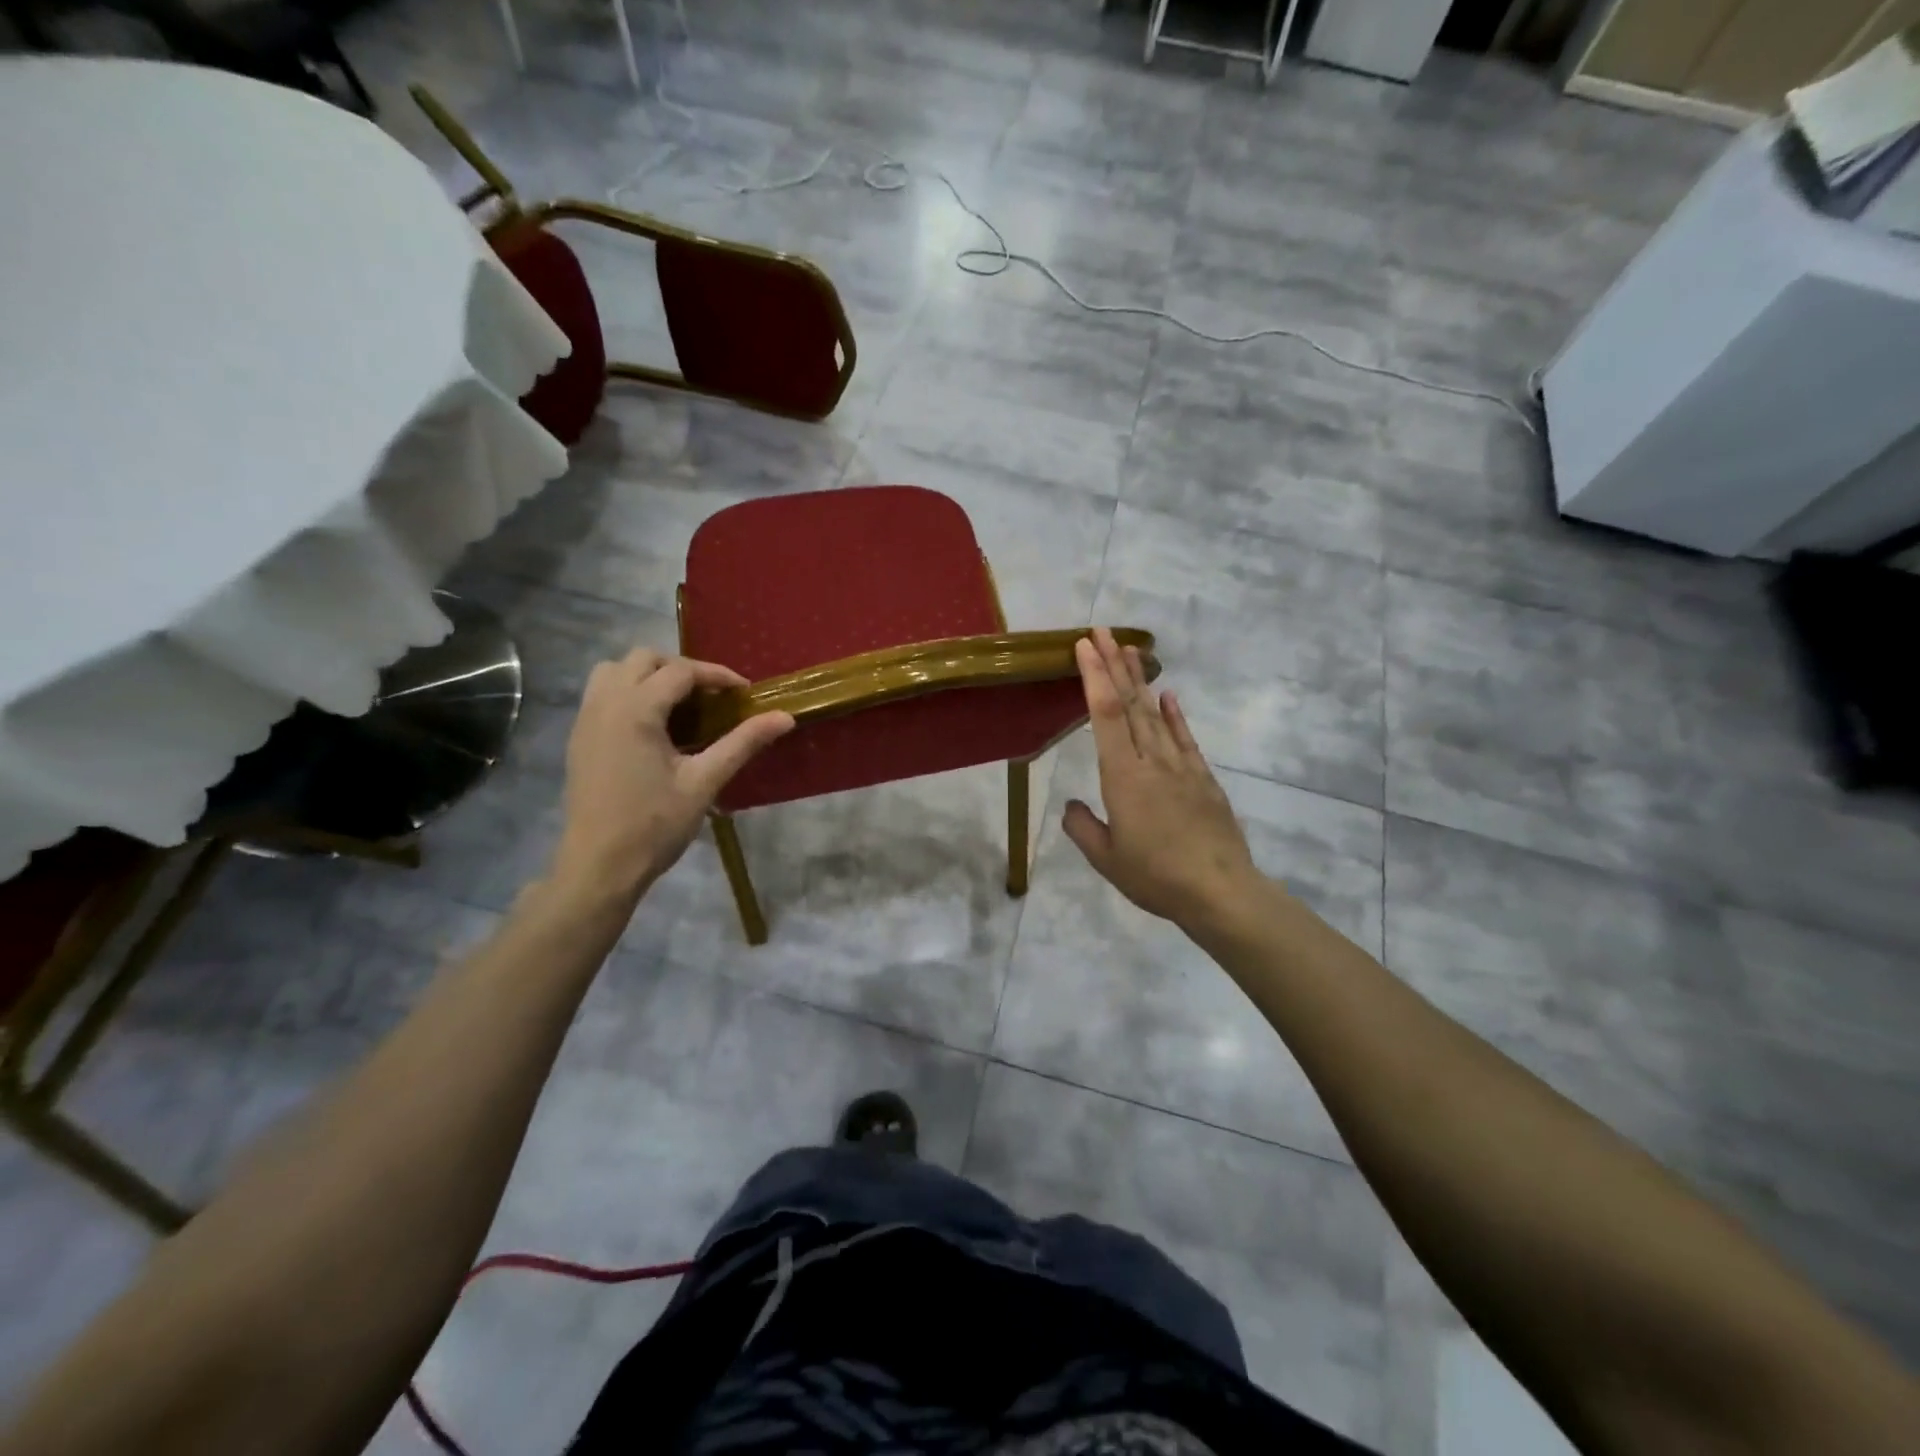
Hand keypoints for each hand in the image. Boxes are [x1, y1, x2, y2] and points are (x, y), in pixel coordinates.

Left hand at [550, 648, 792, 903]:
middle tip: (711, 696)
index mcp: (636, 710)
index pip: (681, 672)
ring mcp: (585, 719)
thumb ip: (743, 743)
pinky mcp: (578, 738)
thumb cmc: (655, 824)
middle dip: (682, 669)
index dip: (717, 676)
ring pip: (615, 670)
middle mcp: (605, 704)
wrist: (599, 866)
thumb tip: (785, 717)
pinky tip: (653, 726)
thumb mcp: (705, 781)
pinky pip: (602, 693)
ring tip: (679, 704)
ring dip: (649, 675)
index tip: (744, 693)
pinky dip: (629, 692)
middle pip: (643, 658)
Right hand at [1062, 629, 1265, 931]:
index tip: (1085, 646)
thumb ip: (1083, 828)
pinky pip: (1185, 739)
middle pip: (1130, 704)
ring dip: (1141, 681)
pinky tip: (1167, 696)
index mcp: (1124, 777)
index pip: (1105, 715)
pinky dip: (1174, 715)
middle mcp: (1152, 761)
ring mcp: (1181, 767)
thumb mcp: (1106, 859)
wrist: (1220, 891)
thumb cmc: (1156, 877)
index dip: (1094, 677)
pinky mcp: (1203, 779)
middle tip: (1103, 632)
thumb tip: (1072, 806)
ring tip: (1130, 650)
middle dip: (1114, 665)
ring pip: (1156, 715)